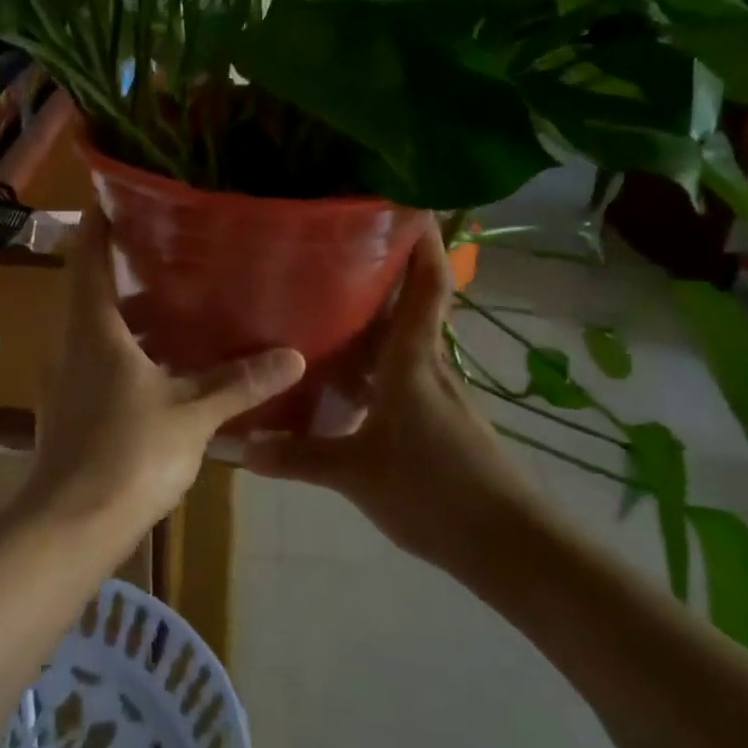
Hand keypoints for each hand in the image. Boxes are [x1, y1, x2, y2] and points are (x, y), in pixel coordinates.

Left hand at [25, 212, 305, 539]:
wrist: (69, 527)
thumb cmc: (128, 454)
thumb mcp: (192, 414)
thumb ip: (239, 383)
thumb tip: (294, 356)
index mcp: (93, 328)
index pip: (88, 256)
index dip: (100, 222)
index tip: (121, 195)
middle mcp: (71, 343)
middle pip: (92, 290)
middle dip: (126, 267)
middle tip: (172, 248)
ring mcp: (64, 379)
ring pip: (97, 330)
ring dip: (131, 315)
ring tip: (178, 303)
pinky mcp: (68, 409)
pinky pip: (97, 362)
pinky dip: (126, 351)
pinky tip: (163, 366)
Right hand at [242, 220, 541, 582]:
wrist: (509, 546)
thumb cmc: (435, 492)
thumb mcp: (356, 475)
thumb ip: (297, 457)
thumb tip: (239, 446)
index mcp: (412, 360)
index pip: (426, 285)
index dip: (422, 241)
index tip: (408, 201)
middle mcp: (427, 364)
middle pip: (408, 303)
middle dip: (380, 271)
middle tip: (332, 247)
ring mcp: (435, 391)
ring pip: (400, 340)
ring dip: (371, 319)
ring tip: (322, 302)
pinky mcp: (436, 416)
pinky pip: (398, 372)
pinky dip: (371, 363)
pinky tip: (340, 378)